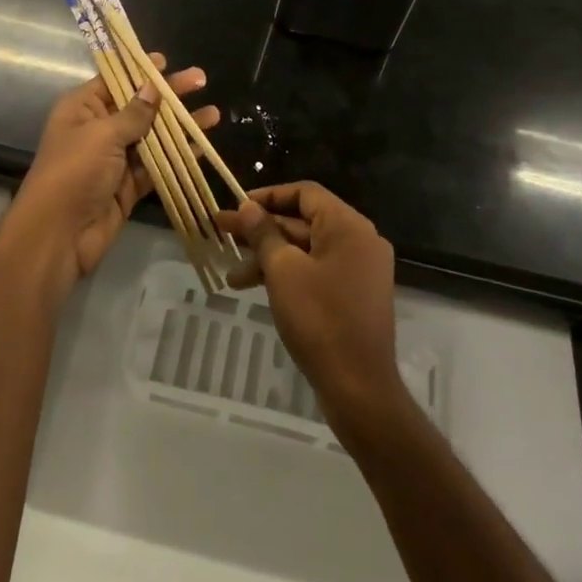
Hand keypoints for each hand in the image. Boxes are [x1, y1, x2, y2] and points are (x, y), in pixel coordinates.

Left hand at [0, 56, 217, 294]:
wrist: (58, 235)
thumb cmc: (74, 172)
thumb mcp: (103, 135)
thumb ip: (134, 113)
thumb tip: (152, 87)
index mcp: (82, 108)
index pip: (114, 81)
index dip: (140, 71)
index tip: (166, 62)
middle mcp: (98, 129)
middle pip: (138, 106)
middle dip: (168, 95)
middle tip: (201, 80)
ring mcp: (114, 159)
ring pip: (152, 136)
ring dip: (180, 126)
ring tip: (213, 114)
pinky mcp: (127, 186)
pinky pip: (156, 166)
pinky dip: (177, 157)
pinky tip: (201, 147)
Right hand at [218, 182, 403, 434]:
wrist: (359, 388)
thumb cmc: (320, 320)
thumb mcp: (283, 271)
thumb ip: (264, 234)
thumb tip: (248, 207)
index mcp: (348, 226)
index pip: (305, 193)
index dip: (268, 196)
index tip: (237, 206)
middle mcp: (359, 241)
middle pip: (304, 222)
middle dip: (262, 229)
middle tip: (222, 233)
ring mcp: (359, 270)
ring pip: (306, 250)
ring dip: (269, 257)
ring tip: (231, 273)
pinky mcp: (354, 295)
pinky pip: (317, 271)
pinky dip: (287, 275)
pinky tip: (255, 288)